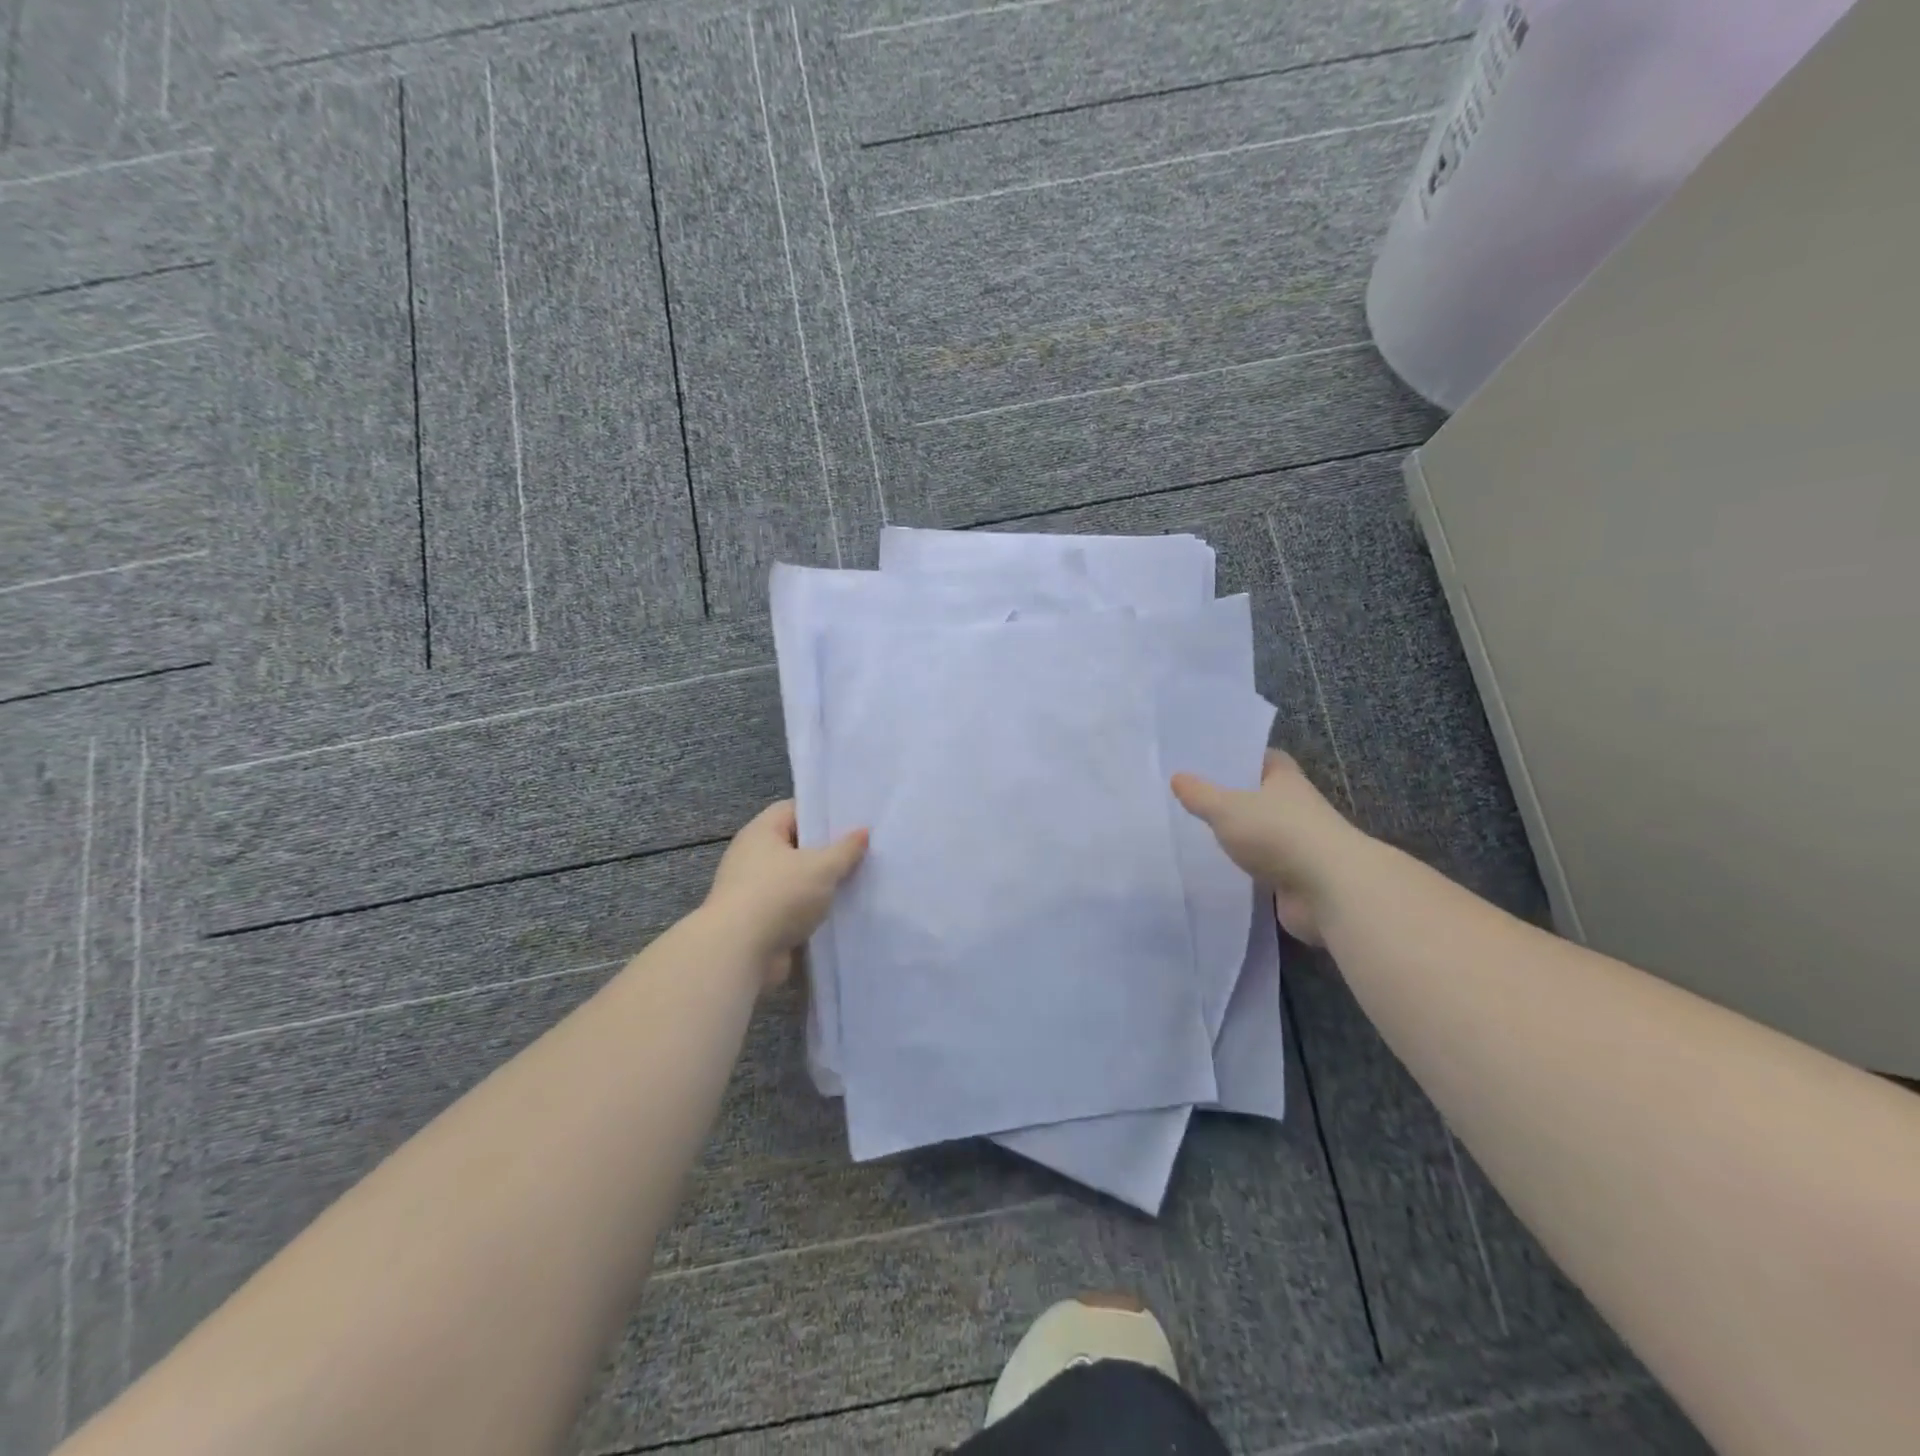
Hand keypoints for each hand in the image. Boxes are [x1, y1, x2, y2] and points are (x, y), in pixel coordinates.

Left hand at [704, 800, 868, 983]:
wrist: (739, 954)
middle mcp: (753, 857)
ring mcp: (754, 891)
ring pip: (796, 880)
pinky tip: (841, 913)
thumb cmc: (779, 896)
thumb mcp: (822, 867)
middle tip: (862, 851)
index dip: (821, 813)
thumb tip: (863, 831)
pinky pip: (792, 908)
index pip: (793, 809)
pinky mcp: (759, 922)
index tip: (851, 820)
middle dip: (827, 851)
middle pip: (796, 845)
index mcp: (761, 832)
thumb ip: (845, 849)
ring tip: (858, 882)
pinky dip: (812, 911)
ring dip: (821, 885)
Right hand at [1172, 750, 1371, 944]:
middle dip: (1234, 797)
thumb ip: (1200, 794)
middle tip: (1193, 798)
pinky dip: (1245, 869)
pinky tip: (1218, 869)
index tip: (1210, 762)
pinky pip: (1263, 867)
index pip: (1264, 758)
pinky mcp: (1295, 878)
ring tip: (1199, 834)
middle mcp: (1295, 807)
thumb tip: (1177, 777)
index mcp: (1285, 779)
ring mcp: (1298, 844)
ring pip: (1262, 833)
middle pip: (1262, 796)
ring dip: (1240, 836)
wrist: (1330, 890)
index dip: (1240, 757)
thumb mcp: (1227, 808)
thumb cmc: (1278, 834)